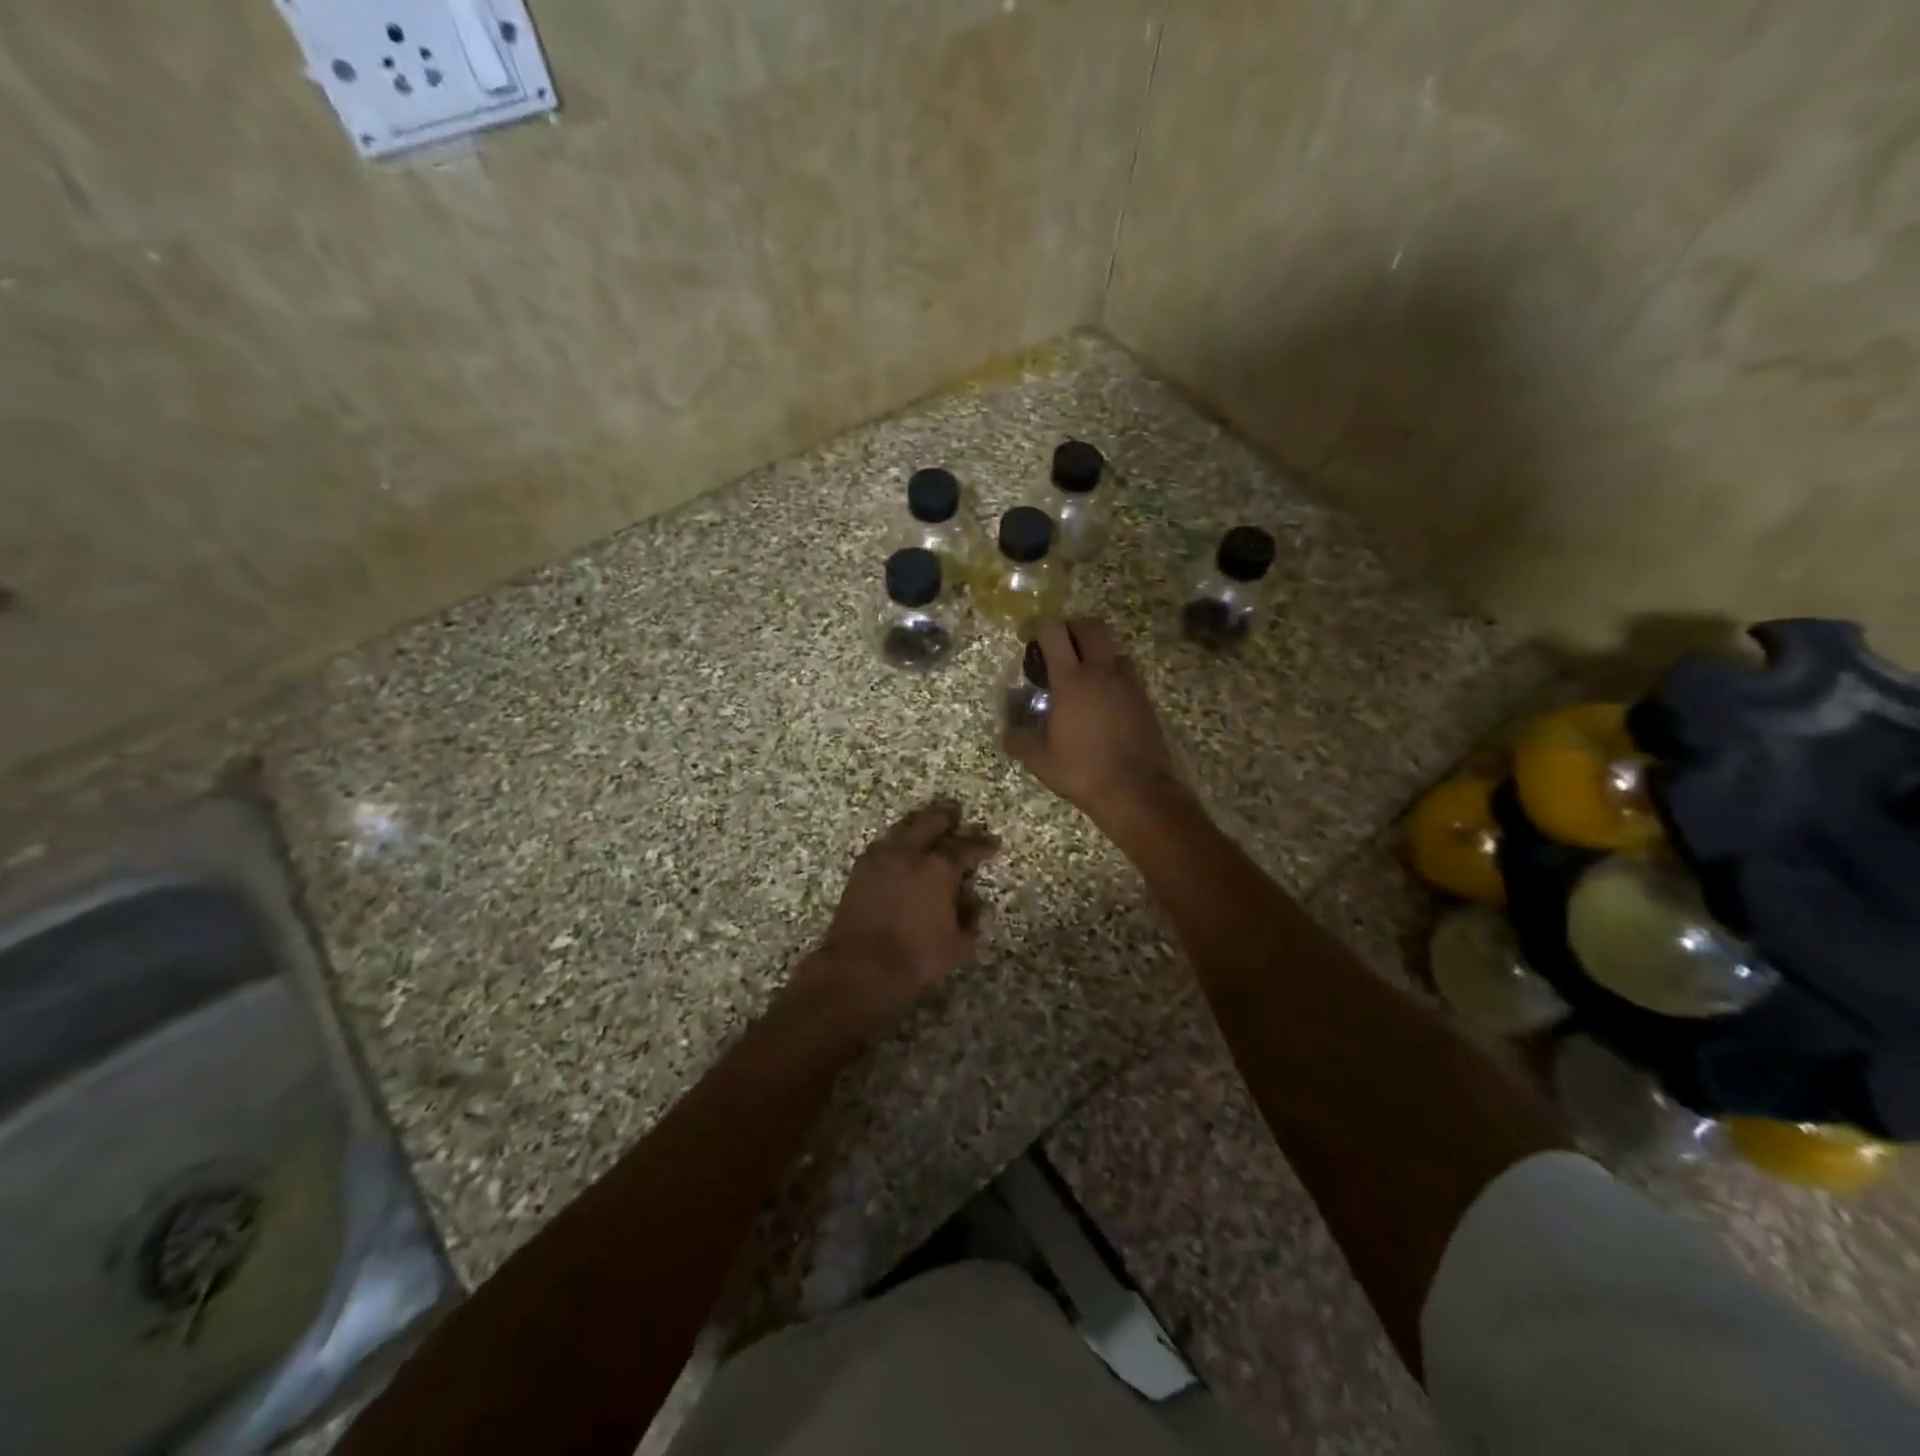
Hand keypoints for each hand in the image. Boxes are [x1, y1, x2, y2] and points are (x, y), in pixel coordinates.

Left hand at [791, 800, 999, 1041]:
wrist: (859, 968)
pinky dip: (897, 842)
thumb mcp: (958, 944)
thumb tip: (973, 900)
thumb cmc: (916, 958)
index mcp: (939, 868)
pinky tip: (901, 849)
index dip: (983, 844)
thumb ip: (970, 918)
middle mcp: (910, 853)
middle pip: (931, 822)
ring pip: (904, 828)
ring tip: (928, 826)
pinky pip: (884, 844)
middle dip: (947, 817)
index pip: (967, 847)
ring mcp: (881, 857)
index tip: (993, 842)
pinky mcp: (860, 869)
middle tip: (957, 815)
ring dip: (919, 824)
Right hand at [1003, 617, 1189, 829]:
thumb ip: (1019, 740)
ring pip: (1112, 648)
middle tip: (1056, 648)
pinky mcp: (1144, 698)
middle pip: (1089, 626)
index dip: (1037, 626)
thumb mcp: (1039, 760)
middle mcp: (1102, 671)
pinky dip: (1111, 674)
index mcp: (1071, 680)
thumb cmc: (1082, 771)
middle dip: (1070, 628)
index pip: (1053, 631)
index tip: (1027, 637)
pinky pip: (1126, 672)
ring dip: (1095, 651)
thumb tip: (1008, 733)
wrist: (1137, 791)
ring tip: (1081, 676)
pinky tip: (1101, 700)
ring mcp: (1128, 683)